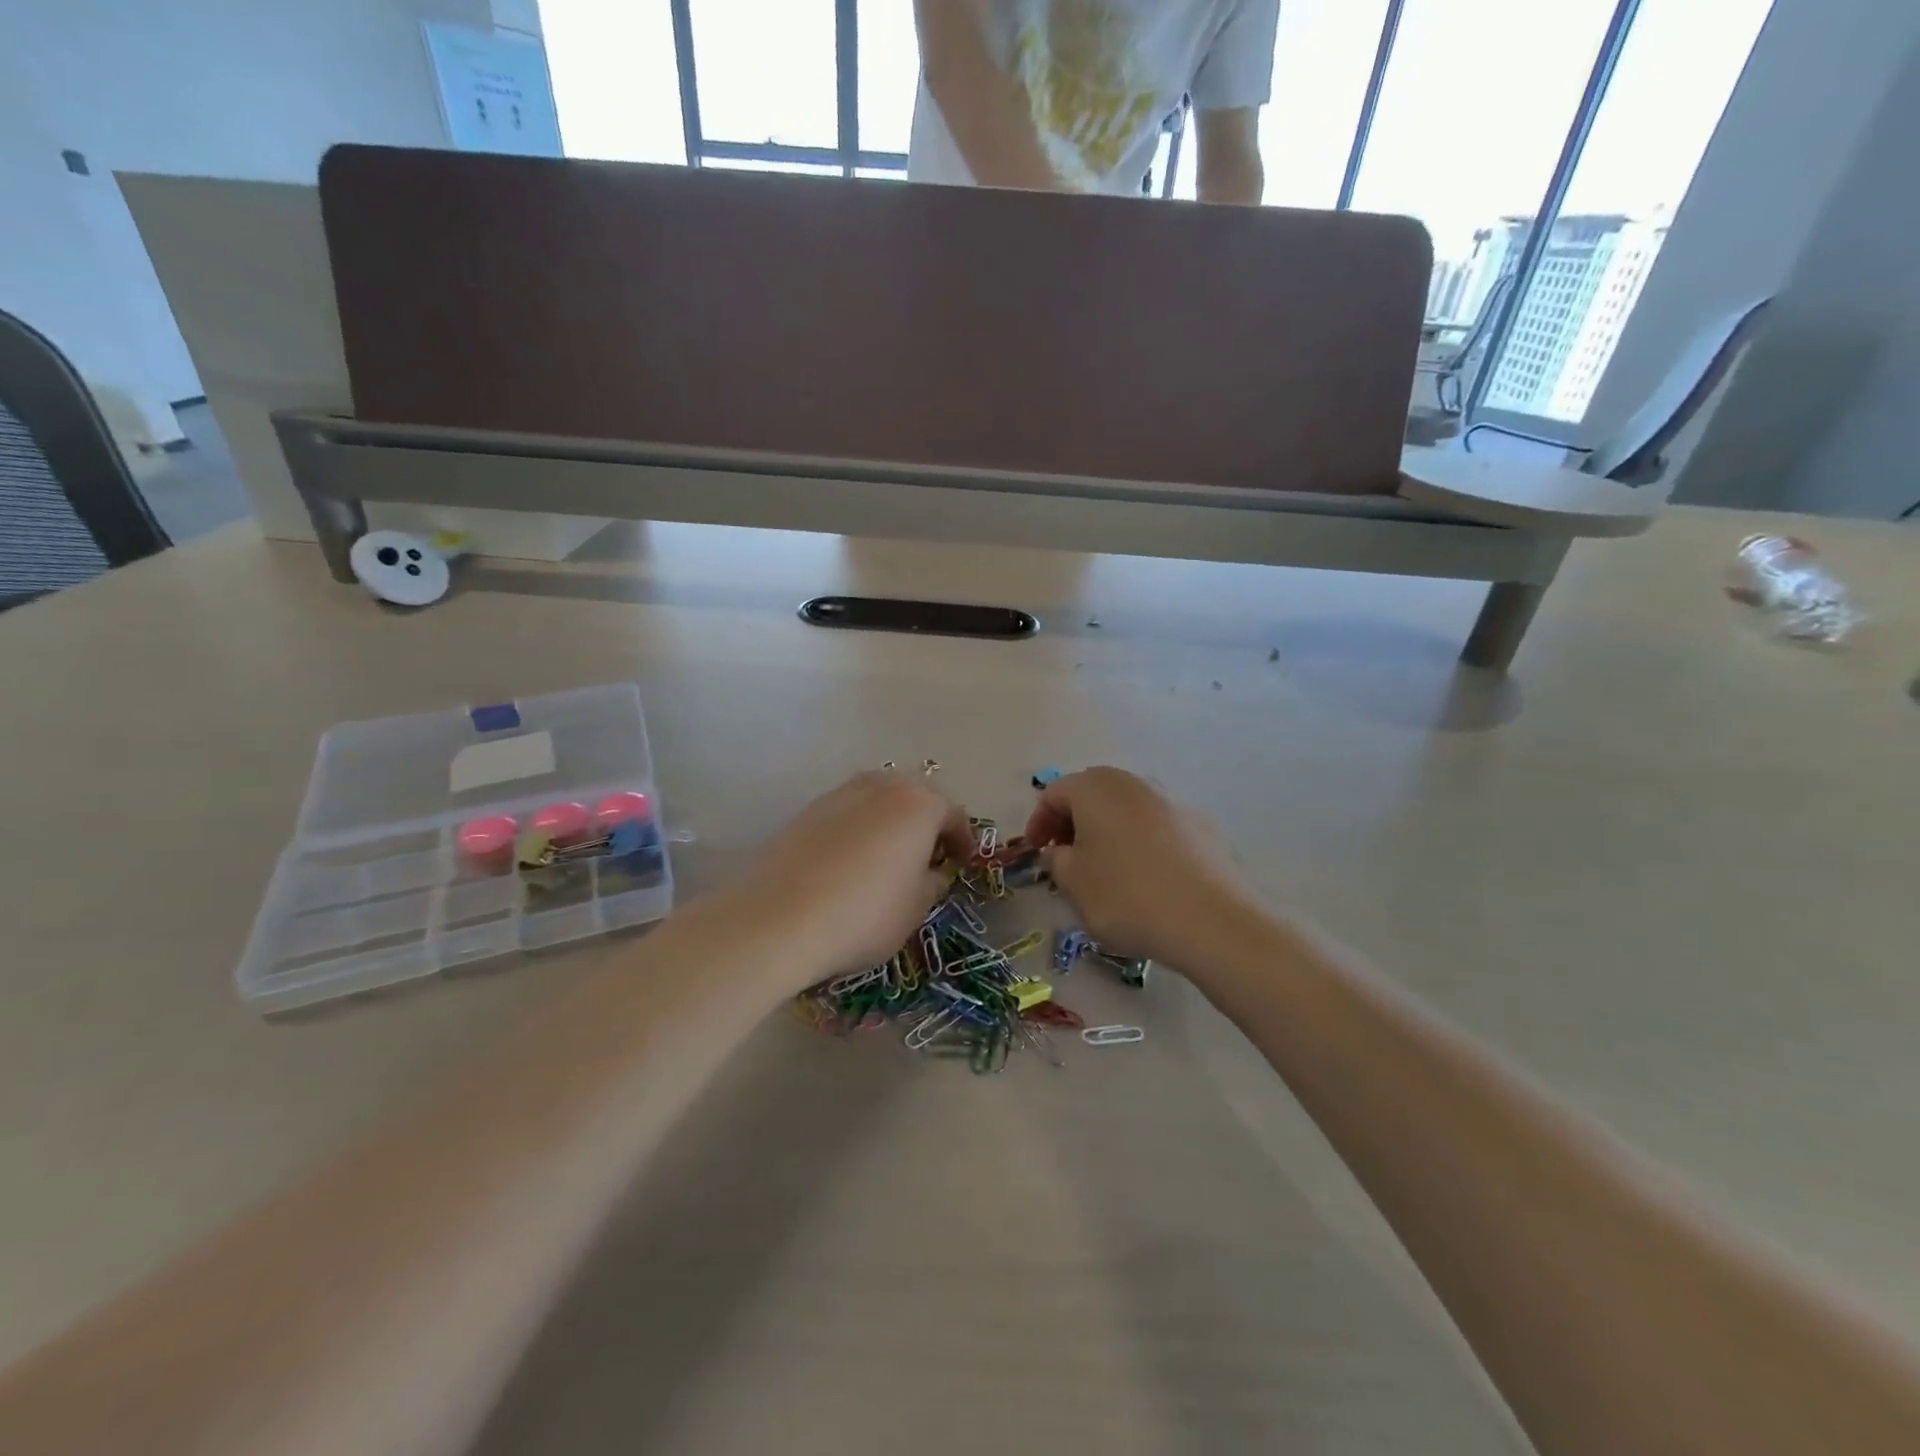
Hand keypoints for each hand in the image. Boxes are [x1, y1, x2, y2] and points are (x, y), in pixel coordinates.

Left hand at [730, 772, 974, 986]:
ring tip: (889, 860)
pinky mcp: (806, 811)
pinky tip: (851, 864)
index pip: (954, 814)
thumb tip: (930, 872)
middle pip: (915, 798)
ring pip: (879, 802)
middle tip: (928, 858)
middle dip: (927, 825)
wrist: (777, 919)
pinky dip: (859, 831)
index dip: (963, 842)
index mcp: (918, 802)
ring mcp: (839, 793)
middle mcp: (881, 785)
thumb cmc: (864, 914)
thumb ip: (932, 882)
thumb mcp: (916, 908)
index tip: (962, 865)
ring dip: (891, 824)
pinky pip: (848, 814)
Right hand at [1022, 767, 1255, 966]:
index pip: (1053, 794)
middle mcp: (1133, 783)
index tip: (1036, 854)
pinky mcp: (1200, 826)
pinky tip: (1144, 878)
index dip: (1038, 823)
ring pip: (1125, 809)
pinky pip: (1155, 827)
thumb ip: (1057, 861)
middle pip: (1091, 794)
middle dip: (1072, 822)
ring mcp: (1171, 801)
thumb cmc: (1126, 896)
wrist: (1211, 921)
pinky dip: (1139, 843)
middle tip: (1065, 857)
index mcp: (1095, 788)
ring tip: (1103, 870)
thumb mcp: (1074, 884)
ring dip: (1106, 831)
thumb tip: (1059, 851)